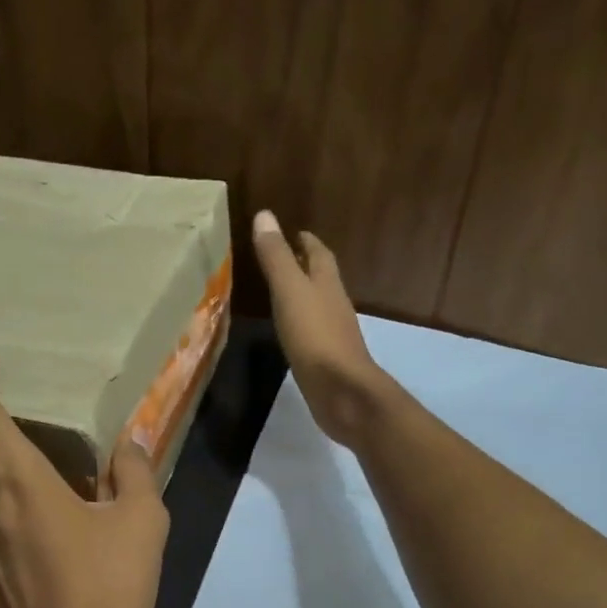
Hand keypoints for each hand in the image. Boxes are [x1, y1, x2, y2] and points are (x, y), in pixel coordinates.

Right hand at [252, 209, 392, 446]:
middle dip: (306, 267)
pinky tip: (291, 335)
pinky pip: (313, 336)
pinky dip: (302, 327)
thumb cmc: (315, 337)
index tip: (293, 232)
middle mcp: (335, 305)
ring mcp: (333, 336)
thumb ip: (276, 257)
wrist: (342, 392)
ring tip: (283, 295)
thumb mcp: (290, 292)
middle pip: (322, 279)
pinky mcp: (328, 362)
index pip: (319, 254)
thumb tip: (264, 214)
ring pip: (319, 307)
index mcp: (327, 284)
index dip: (306, 241)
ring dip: (304, 298)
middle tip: (285, 260)